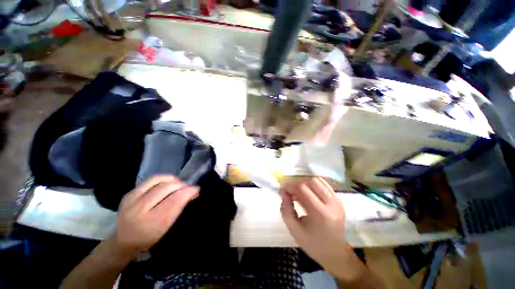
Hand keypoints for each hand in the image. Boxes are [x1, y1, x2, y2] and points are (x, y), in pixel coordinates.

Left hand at [115, 175, 198, 254]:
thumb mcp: (167, 226)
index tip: (196, 189)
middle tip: (188, 188)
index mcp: (152, 222)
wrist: (124, 240)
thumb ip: (179, 208)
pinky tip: (166, 184)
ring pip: (158, 180)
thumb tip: (193, 191)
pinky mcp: (129, 194)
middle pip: (167, 188)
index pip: (175, 200)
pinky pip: (150, 180)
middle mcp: (140, 209)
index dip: (188, 191)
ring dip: (172, 180)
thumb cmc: (150, 236)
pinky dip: (162, 179)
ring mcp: (132, 199)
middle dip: (182, 185)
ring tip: (177, 184)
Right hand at [280, 177, 353, 276]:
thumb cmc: (313, 244)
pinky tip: (309, 193)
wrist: (335, 253)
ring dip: (305, 184)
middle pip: (310, 182)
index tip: (283, 190)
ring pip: (318, 181)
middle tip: (291, 193)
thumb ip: (286, 209)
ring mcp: (337, 201)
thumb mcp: (294, 230)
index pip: (302, 188)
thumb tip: (283, 192)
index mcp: (319, 213)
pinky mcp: (339, 200)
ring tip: (300, 193)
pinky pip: (324, 184)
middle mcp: (331, 203)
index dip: (290, 186)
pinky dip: (314, 185)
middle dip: (297, 184)